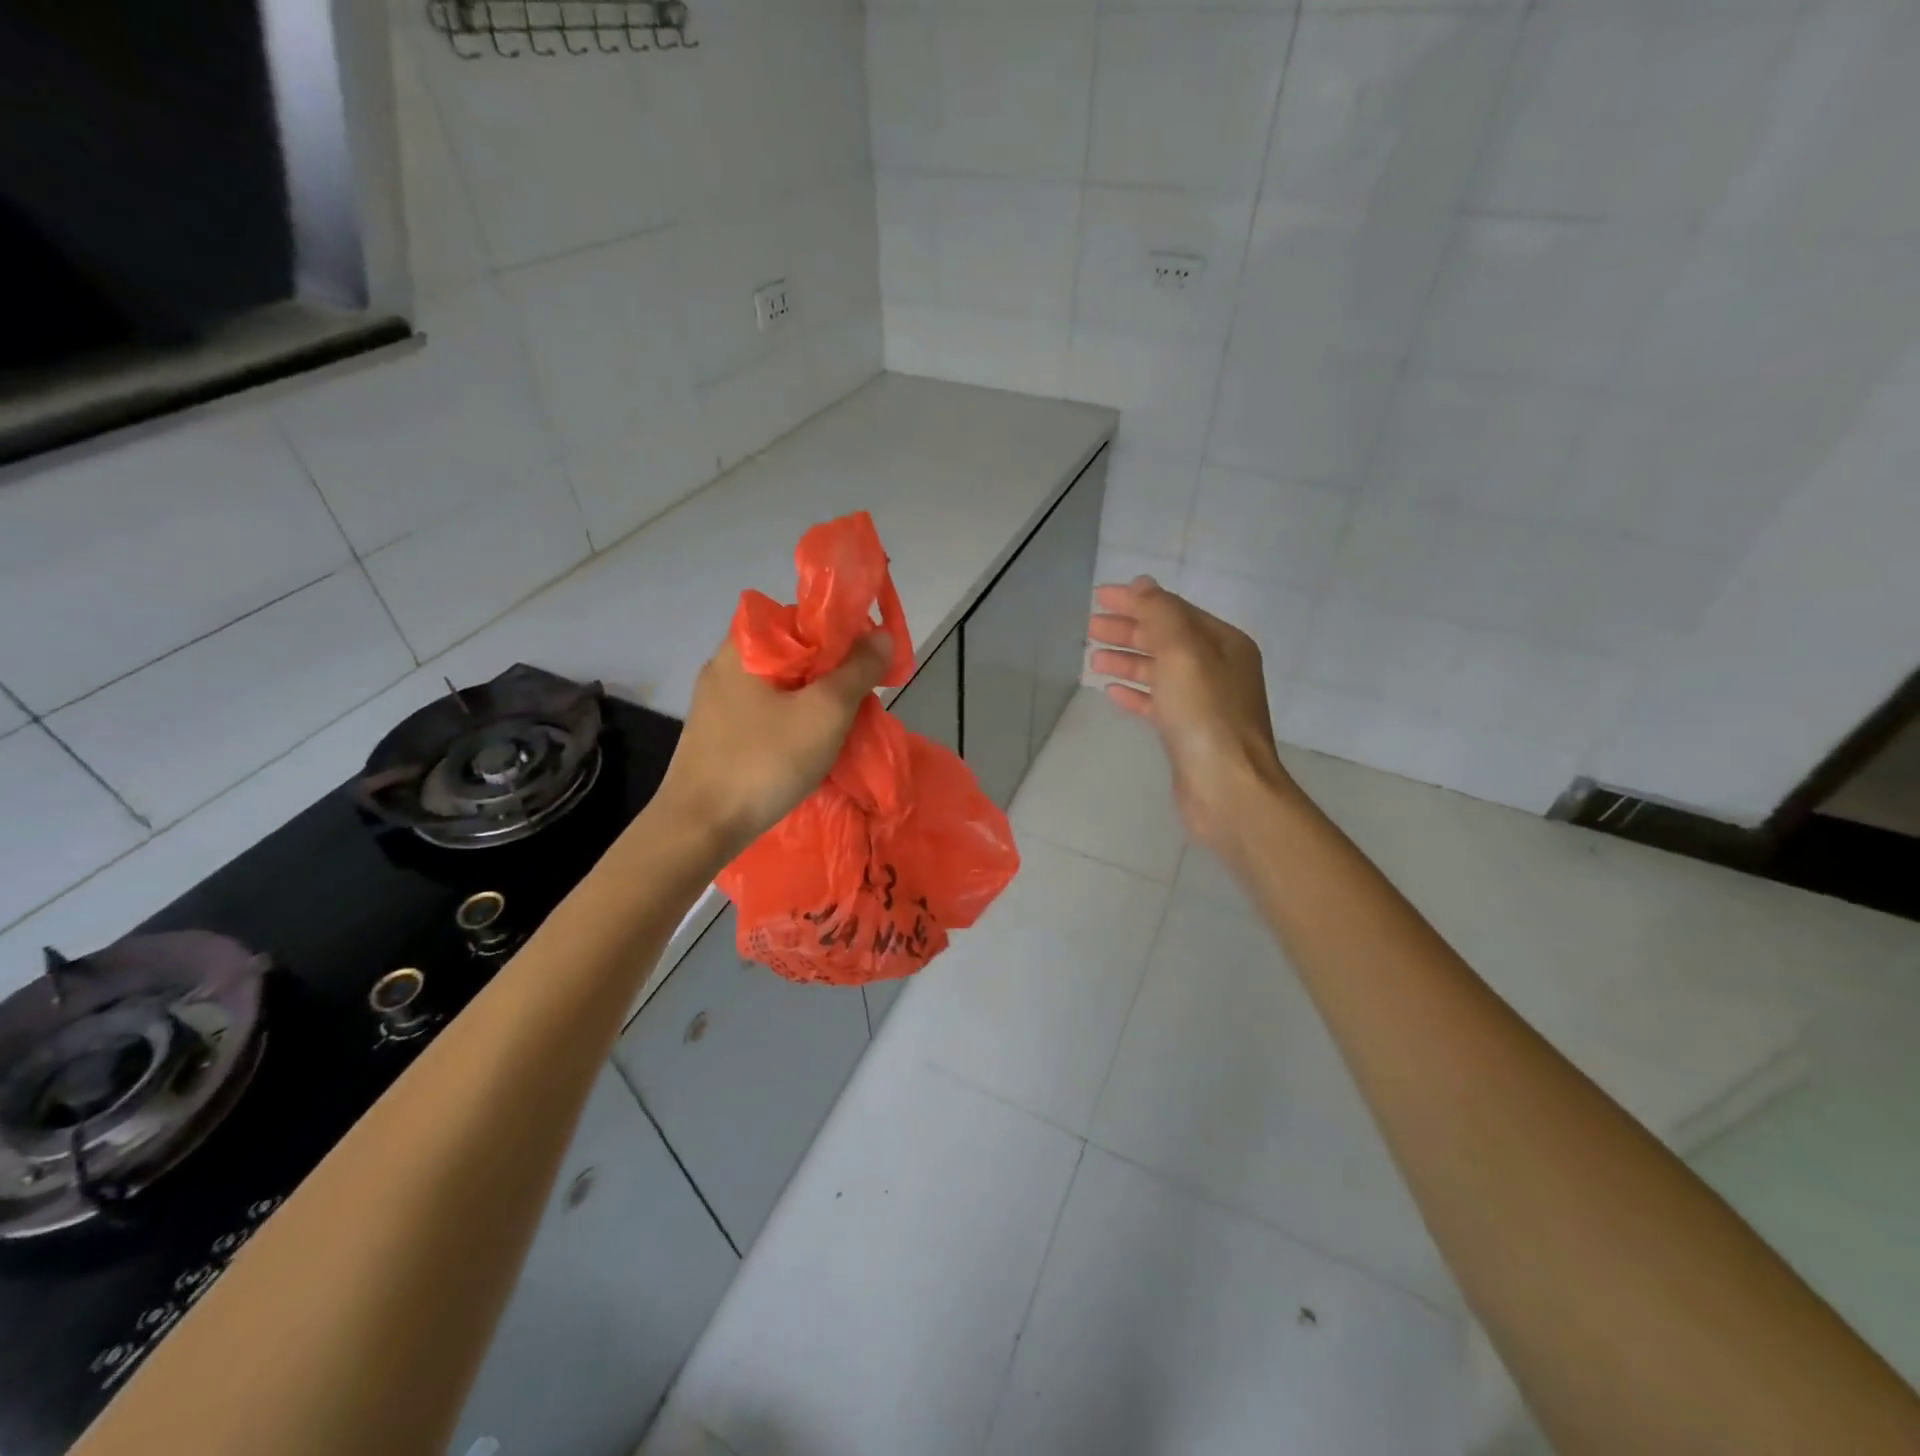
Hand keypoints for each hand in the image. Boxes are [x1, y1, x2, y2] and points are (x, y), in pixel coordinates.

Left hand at [655, 631, 892, 860]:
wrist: (701, 827)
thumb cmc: (766, 760)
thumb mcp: (826, 711)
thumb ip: (858, 669)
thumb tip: (880, 635)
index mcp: (744, 645)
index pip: (802, 617)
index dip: (841, 633)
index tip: (867, 664)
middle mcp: (725, 665)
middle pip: (794, 653)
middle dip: (833, 674)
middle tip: (860, 702)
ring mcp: (717, 702)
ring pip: (783, 687)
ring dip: (815, 702)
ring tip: (841, 729)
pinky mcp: (717, 733)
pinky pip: (767, 714)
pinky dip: (793, 723)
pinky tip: (810, 749)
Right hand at [1089, 576, 1297, 859]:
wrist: (1227, 787)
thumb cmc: (1205, 715)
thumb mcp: (1182, 652)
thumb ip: (1160, 614)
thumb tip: (1142, 584)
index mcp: (1223, 643)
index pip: (1173, 610)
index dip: (1135, 601)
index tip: (1098, 598)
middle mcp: (1217, 668)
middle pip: (1165, 639)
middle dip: (1128, 630)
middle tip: (1090, 627)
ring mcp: (1204, 702)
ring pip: (1159, 671)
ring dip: (1127, 660)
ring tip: (1093, 659)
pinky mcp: (1188, 732)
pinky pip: (1157, 702)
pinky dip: (1135, 692)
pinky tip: (1111, 691)